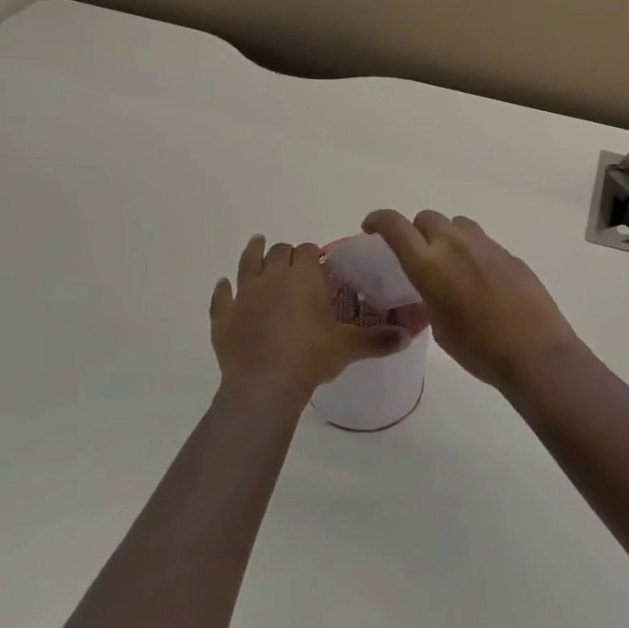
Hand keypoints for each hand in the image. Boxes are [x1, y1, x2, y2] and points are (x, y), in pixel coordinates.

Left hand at [209, 235, 408, 396]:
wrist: (265, 384)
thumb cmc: (311, 357)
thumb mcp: (350, 348)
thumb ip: (379, 339)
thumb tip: (407, 336)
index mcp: (303, 277)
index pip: (307, 251)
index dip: (311, 253)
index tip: (316, 261)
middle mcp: (272, 277)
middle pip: (278, 252)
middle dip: (285, 253)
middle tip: (292, 262)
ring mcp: (244, 294)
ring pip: (247, 262)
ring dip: (253, 252)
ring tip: (256, 243)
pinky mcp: (224, 315)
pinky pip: (221, 296)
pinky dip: (223, 290)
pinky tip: (224, 286)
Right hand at [361, 211, 583, 391]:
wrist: (534, 352)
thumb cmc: (479, 350)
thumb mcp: (441, 328)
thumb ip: (432, 297)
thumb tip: (438, 290)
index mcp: (429, 265)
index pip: (395, 226)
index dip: (379, 220)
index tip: (371, 227)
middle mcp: (454, 245)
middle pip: (427, 218)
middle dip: (416, 231)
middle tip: (418, 254)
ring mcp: (485, 245)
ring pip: (456, 224)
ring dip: (446, 236)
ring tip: (451, 263)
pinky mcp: (508, 253)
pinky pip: (481, 241)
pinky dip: (472, 252)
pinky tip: (481, 280)